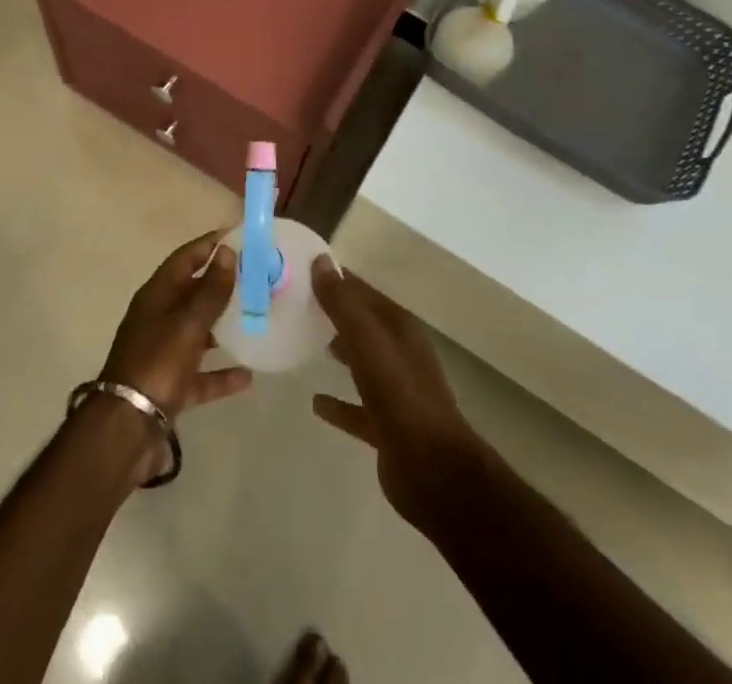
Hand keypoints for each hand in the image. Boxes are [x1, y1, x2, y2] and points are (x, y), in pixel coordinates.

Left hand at [98, 231, 252, 479]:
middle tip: (255, 278)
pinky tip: (248, 375)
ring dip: (222, 326)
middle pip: (192, 293)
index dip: (209, 245)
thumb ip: (210, 291)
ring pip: (197, 332)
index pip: (185, 258)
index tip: (237, 235)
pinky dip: (220, 374)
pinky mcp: (169, 387)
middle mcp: (157, 319)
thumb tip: (227, 252)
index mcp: (156, 296)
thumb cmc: (157, 364)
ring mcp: (162, 354)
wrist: (126, 429)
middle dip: (221, 285)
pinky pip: (200, 375)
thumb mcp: (187, 323)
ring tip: (254, 319)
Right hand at [310, 255, 483, 529]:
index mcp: (399, 328)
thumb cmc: (400, 395)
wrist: (434, 470)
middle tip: (297, 304)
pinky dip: (338, 403)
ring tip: (306, 342)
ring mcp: (396, 392)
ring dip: (339, 351)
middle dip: (335, 313)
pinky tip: (316, 403)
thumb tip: (321, 262)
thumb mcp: (367, 341)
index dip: (336, 279)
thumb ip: (342, 303)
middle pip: (363, 325)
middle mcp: (400, 353)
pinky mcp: (388, 427)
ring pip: (362, 362)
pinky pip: (357, 408)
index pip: (363, 292)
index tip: (302, 271)